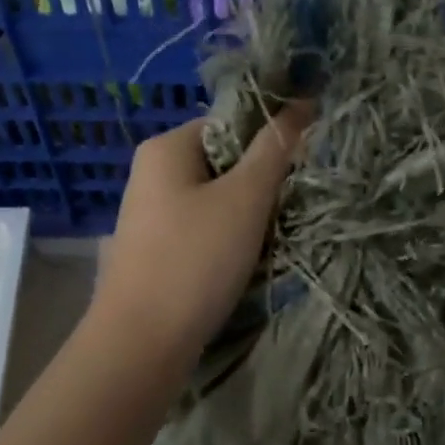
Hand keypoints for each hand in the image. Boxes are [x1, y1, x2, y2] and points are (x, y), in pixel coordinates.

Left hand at [92, 104, 313, 359]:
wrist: (142, 342)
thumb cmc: (194, 260)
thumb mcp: (244, 199)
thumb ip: (275, 149)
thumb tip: (303, 102)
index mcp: (166, 148)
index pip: (229, 122)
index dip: (269, 138)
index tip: (301, 167)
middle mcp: (152, 174)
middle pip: (223, 162)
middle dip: (260, 182)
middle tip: (290, 206)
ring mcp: (151, 215)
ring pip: (215, 200)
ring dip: (248, 215)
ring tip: (273, 237)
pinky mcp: (157, 252)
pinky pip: (202, 230)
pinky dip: (228, 240)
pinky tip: (246, 261)